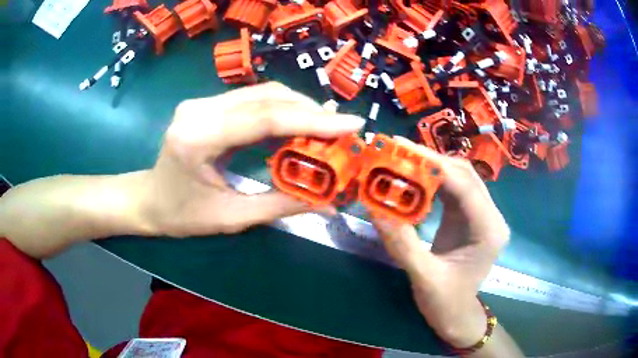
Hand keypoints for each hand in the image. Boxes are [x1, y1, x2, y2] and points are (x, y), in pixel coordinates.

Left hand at [139, 82, 364, 236]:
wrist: (149, 199)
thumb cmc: (182, 215)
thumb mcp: (231, 217)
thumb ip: (281, 204)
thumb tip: (329, 203)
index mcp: (198, 137)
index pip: (265, 118)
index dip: (313, 120)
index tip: (352, 124)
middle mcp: (198, 109)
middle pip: (267, 97)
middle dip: (311, 112)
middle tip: (343, 130)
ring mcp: (201, 101)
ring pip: (262, 93)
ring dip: (299, 108)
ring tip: (327, 128)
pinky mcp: (206, 103)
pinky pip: (252, 99)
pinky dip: (282, 109)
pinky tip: (300, 122)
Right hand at [371, 137, 509, 347]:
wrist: (457, 316)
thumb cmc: (445, 303)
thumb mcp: (423, 277)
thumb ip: (402, 244)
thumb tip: (376, 209)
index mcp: (489, 231)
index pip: (466, 186)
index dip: (435, 166)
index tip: (403, 150)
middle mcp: (492, 217)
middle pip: (466, 175)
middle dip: (432, 161)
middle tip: (398, 151)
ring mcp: (482, 215)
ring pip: (461, 178)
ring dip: (433, 167)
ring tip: (403, 159)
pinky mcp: (471, 217)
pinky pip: (454, 189)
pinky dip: (434, 180)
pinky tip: (415, 177)